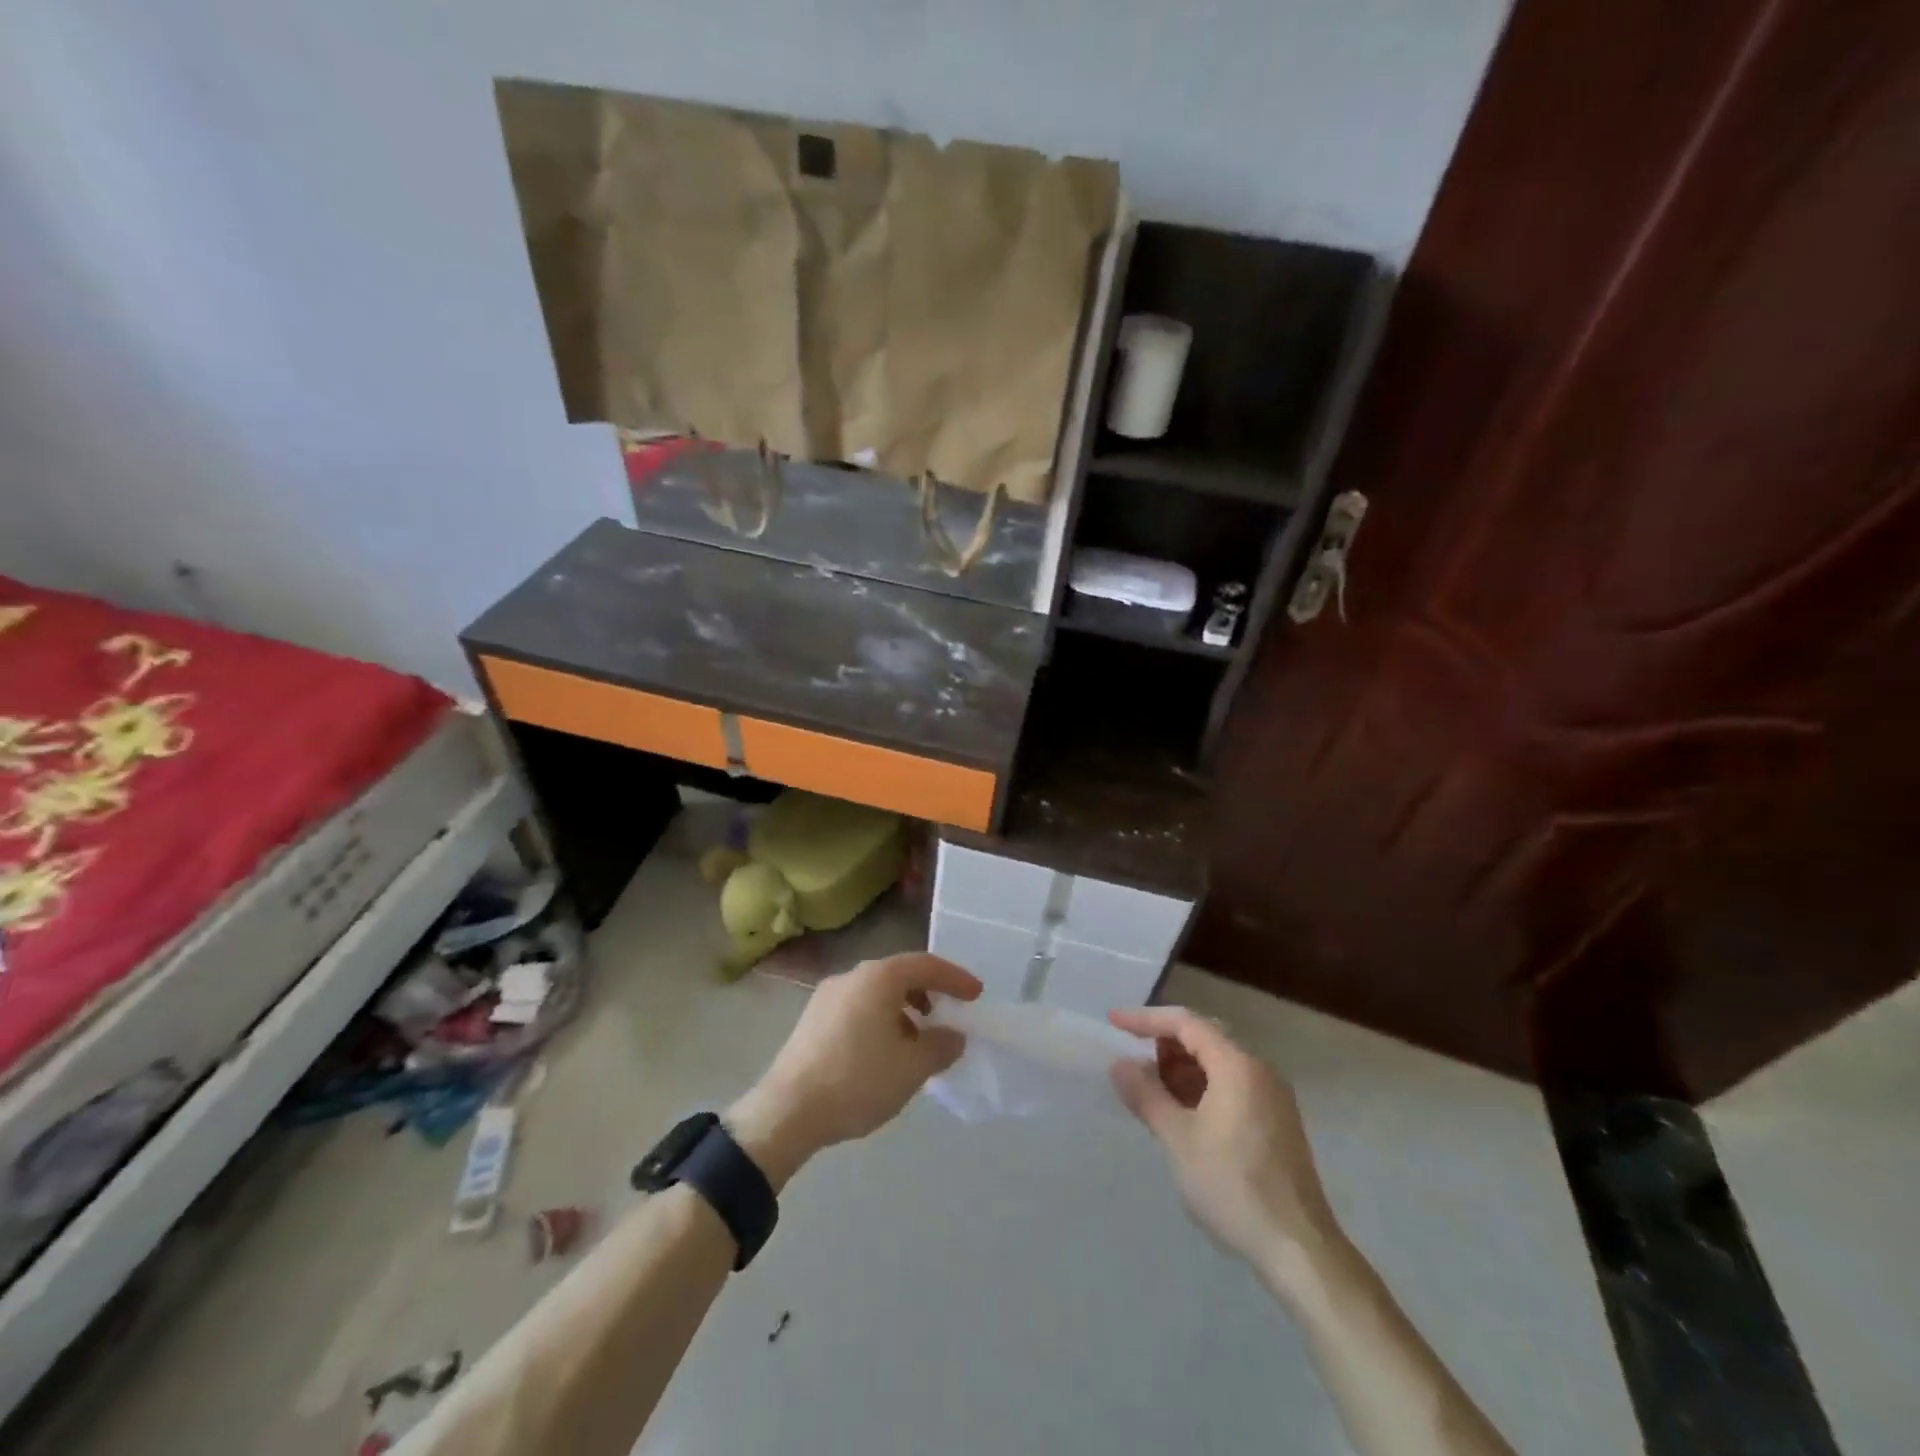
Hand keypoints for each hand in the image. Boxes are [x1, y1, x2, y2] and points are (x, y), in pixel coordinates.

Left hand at [728, 954, 981, 1187]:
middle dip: (928, 994)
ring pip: (876, 994)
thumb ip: (940, 1046)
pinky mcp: (811, 1020)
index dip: (956, 978)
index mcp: (878, 978)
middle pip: (899, 975)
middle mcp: (851, 976)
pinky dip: (880, 1021)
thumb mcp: (912, 1067)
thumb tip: (952, 1035)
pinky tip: (884, 1054)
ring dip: (903, 1011)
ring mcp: (827, 996)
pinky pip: (857, 1009)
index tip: (976, 995)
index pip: (926, 965)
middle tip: (948, 1017)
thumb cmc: (857, 1080)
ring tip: (917, 1042)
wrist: (787, 1112)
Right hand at [1109, 1007, 1344, 1297]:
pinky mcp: (1277, 1122)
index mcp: (1238, 1064)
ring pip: (1218, 1063)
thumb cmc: (1233, 1185)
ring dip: (1182, 1069)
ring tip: (1151, 1090)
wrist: (1298, 1249)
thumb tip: (1119, 1064)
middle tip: (1131, 1060)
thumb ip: (1146, 1095)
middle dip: (1164, 1044)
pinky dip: (1202, 1088)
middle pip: (1204, 1038)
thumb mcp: (1178, 1139)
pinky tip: (1182, 1114)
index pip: (1186, 1023)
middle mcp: (1259, 1070)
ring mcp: (1272, 1097)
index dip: (1146, 1019)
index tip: (1113, 1022)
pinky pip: (1232, 1086)